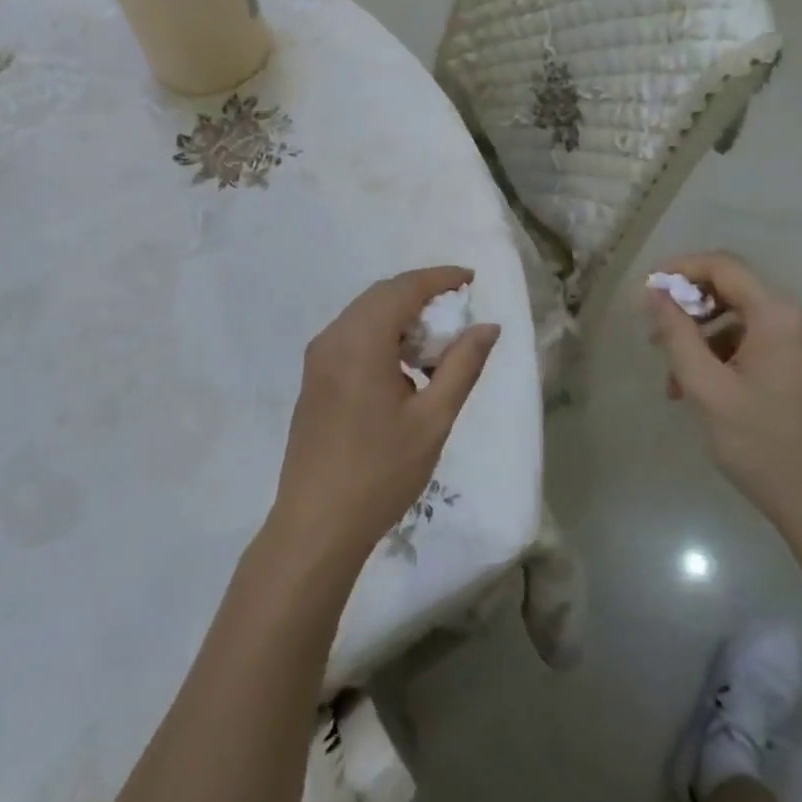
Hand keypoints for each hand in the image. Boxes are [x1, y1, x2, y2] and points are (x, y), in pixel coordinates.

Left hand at [269, 267, 500, 572]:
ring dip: (400, 316)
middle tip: (459, 311)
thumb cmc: (381, 472)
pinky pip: (351, 336)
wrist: (316, 524)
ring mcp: (318, 357)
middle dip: (421, 294)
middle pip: (382, 295)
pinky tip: (403, 366)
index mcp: (360, 340)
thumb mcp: (433, 419)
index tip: (471, 279)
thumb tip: (487, 326)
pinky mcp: (313, 378)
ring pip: (364, 315)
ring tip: (436, 343)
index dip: (440, 278)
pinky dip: (381, 335)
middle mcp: (333, 337)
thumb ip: (462, 365)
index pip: (404, 288)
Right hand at [645, 251, 801, 537]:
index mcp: (783, 318)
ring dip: (709, 341)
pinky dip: (735, 356)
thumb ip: (676, 333)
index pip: (725, 267)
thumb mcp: (706, 389)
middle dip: (692, 311)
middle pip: (738, 293)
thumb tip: (655, 293)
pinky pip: (768, 342)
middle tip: (657, 339)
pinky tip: (712, 390)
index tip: (648, 290)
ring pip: (749, 322)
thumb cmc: (763, 448)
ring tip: (678, 381)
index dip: (681, 269)